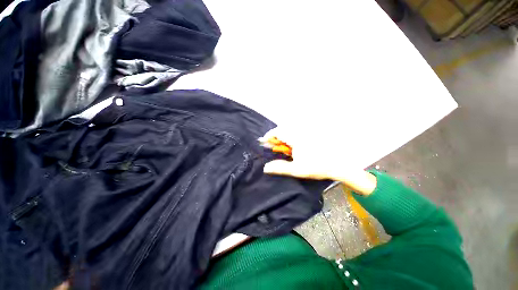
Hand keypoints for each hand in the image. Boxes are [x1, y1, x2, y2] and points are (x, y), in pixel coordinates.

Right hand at [261, 128, 376, 195]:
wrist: (338, 164)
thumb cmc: (317, 167)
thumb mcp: (297, 169)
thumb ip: (280, 167)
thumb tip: (265, 167)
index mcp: (296, 138)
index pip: (278, 131)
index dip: (269, 136)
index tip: (264, 142)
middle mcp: (300, 132)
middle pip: (282, 131)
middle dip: (275, 138)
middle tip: (272, 148)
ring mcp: (306, 133)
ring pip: (289, 132)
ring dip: (283, 139)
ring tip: (281, 149)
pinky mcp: (310, 135)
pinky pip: (296, 134)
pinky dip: (290, 139)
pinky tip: (292, 148)